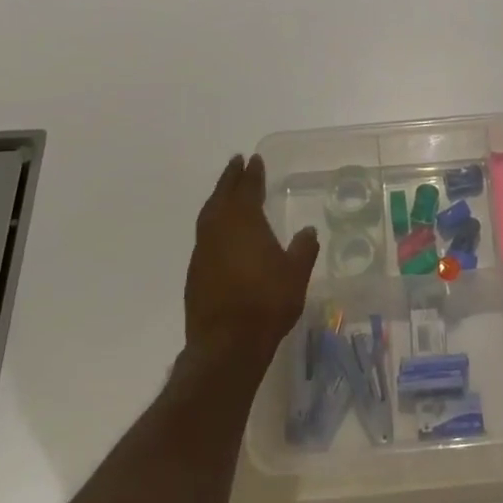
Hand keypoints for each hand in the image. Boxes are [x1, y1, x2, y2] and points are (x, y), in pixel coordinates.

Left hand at [184, 153, 318, 360]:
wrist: (226, 344)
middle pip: (222, 196)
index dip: (252, 174)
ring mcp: (203, 251)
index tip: (253, 159)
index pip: (248, 189)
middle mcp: (219, 230)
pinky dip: (213, 224)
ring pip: (209, 215)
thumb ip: (303, 249)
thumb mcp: (295, 274)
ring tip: (226, 192)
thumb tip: (308, 231)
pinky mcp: (195, 272)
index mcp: (244, 223)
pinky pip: (204, 236)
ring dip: (218, 198)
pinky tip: (222, 233)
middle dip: (229, 178)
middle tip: (236, 162)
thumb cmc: (267, 302)